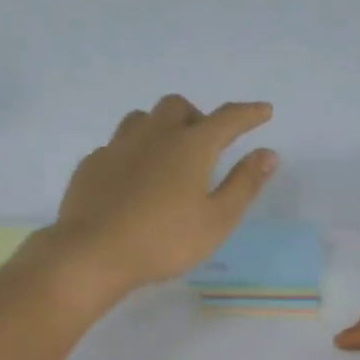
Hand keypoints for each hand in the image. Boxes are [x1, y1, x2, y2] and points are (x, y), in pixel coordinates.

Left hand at [43, 96, 276, 297]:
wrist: (93, 253)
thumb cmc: (165, 240)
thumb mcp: (217, 220)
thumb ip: (244, 184)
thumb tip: (268, 154)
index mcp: (190, 146)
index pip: (227, 119)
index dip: (249, 113)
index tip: (264, 111)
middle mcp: (154, 135)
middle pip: (178, 107)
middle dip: (197, 117)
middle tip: (206, 144)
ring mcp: (118, 147)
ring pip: (142, 119)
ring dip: (161, 127)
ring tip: (168, 154)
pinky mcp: (92, 164)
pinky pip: (117, 145)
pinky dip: (134, 152)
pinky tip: (134, 178)